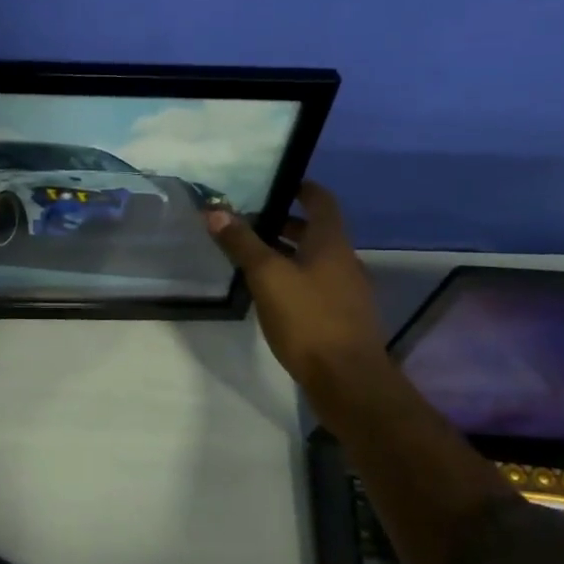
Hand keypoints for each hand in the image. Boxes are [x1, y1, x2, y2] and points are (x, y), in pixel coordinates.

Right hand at [206, 182, 385, 387]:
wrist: (348, 380)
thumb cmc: (308, 319)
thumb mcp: (267, 276)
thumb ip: (242, 243)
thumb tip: (215, 210)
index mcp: (331, 243)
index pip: (321, 200)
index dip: (301, 187)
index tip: (276, 183)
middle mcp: (344, 261)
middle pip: (316, 231)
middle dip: (284, 223)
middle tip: (249, 223)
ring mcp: (347, 291)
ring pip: (315, 259)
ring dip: (287, 253)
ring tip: (253, 258)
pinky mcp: (342, 317)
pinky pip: (317, 284)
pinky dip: (295, 278)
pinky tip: (271, 294)